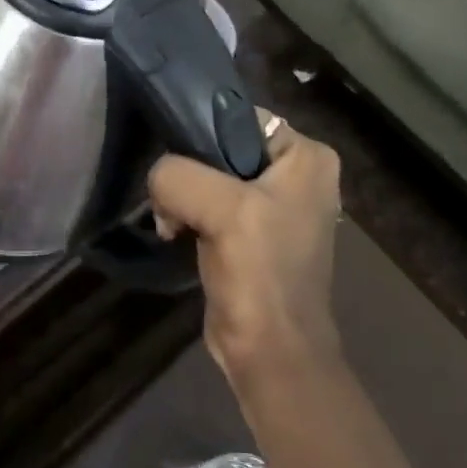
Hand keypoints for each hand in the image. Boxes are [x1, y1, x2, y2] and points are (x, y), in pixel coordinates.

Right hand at [148, 110, 341, 383]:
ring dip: (185, 199)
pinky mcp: (252, 234)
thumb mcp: (222, 210)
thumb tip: (159, 180)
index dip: (202, 135)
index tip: (177, 162)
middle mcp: (297, 174)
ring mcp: (274, 206)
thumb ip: (179, 175)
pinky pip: (210, 205)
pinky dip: (189, 216)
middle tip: (173, 201)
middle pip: (221, 148)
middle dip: (190, 173)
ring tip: (174, 223)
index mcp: (307, 157)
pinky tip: (177, 234)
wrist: (269, 349)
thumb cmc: (259, 272)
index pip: (240, 118)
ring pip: (209, 178)